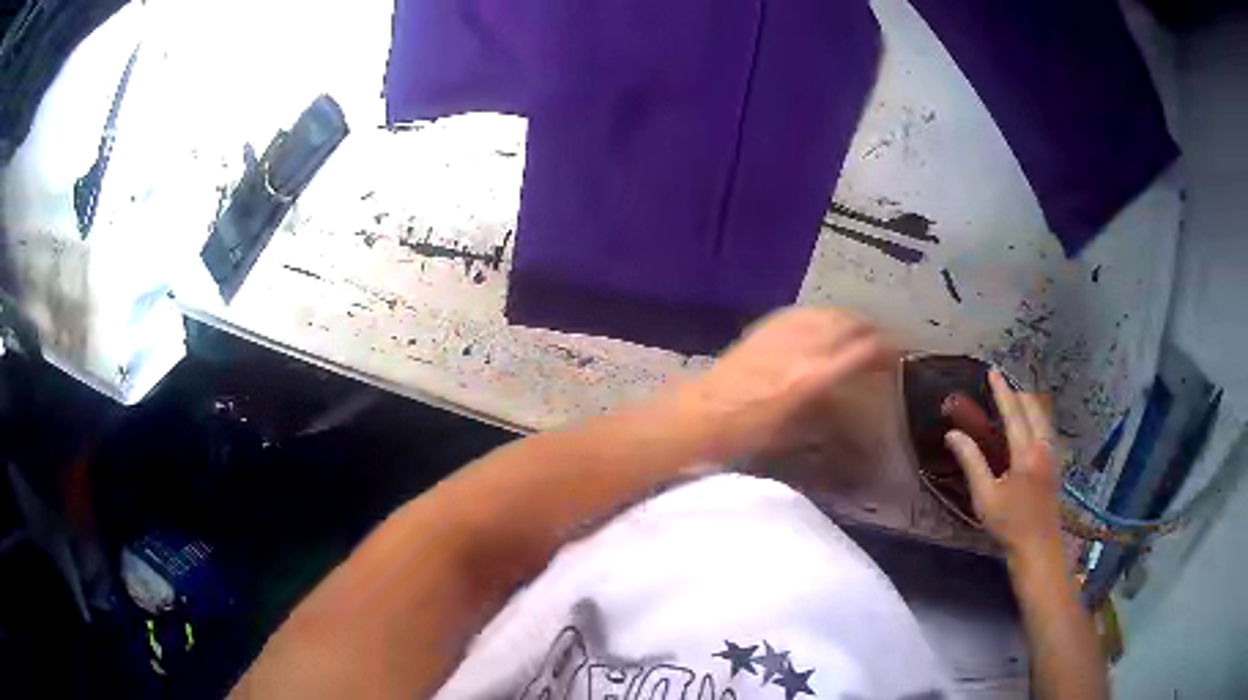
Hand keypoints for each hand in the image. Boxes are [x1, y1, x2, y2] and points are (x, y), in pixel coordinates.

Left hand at [674, 307, 893, 462]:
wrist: (696, 417)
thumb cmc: (743, 436)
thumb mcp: (791, 429)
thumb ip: (822, 405)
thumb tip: (844, 394)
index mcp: (811, 378)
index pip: (861, 350)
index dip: (886, 349)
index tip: (900, 354)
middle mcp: (800, 349)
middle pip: (847, 324)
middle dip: (871, 330)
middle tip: (884, 343)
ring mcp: (780, 334)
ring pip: (826, 313)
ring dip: (848, 320)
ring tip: (859, 331)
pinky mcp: (763, 329)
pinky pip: (801, 313)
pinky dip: (821, 315)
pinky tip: (824, 323)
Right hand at [944, 371, 1062, 557]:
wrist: (1038, 547)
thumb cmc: (1009, 524)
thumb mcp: (985, 496)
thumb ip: (971, 462)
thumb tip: (953, 434)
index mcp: (1026, 451)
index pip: (1013, 412)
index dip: (1001, 391)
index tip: (992, 372)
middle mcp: (1042, 446)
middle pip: (1033, 408)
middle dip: (1018, 392)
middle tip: (1003, 384)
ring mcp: (1051, 455)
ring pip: (1043, 417)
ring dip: (1029, 403)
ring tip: (1015, 398)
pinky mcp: (1054, 465)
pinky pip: (1046, 428)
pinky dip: (1036, 417)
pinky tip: (1030, 425)